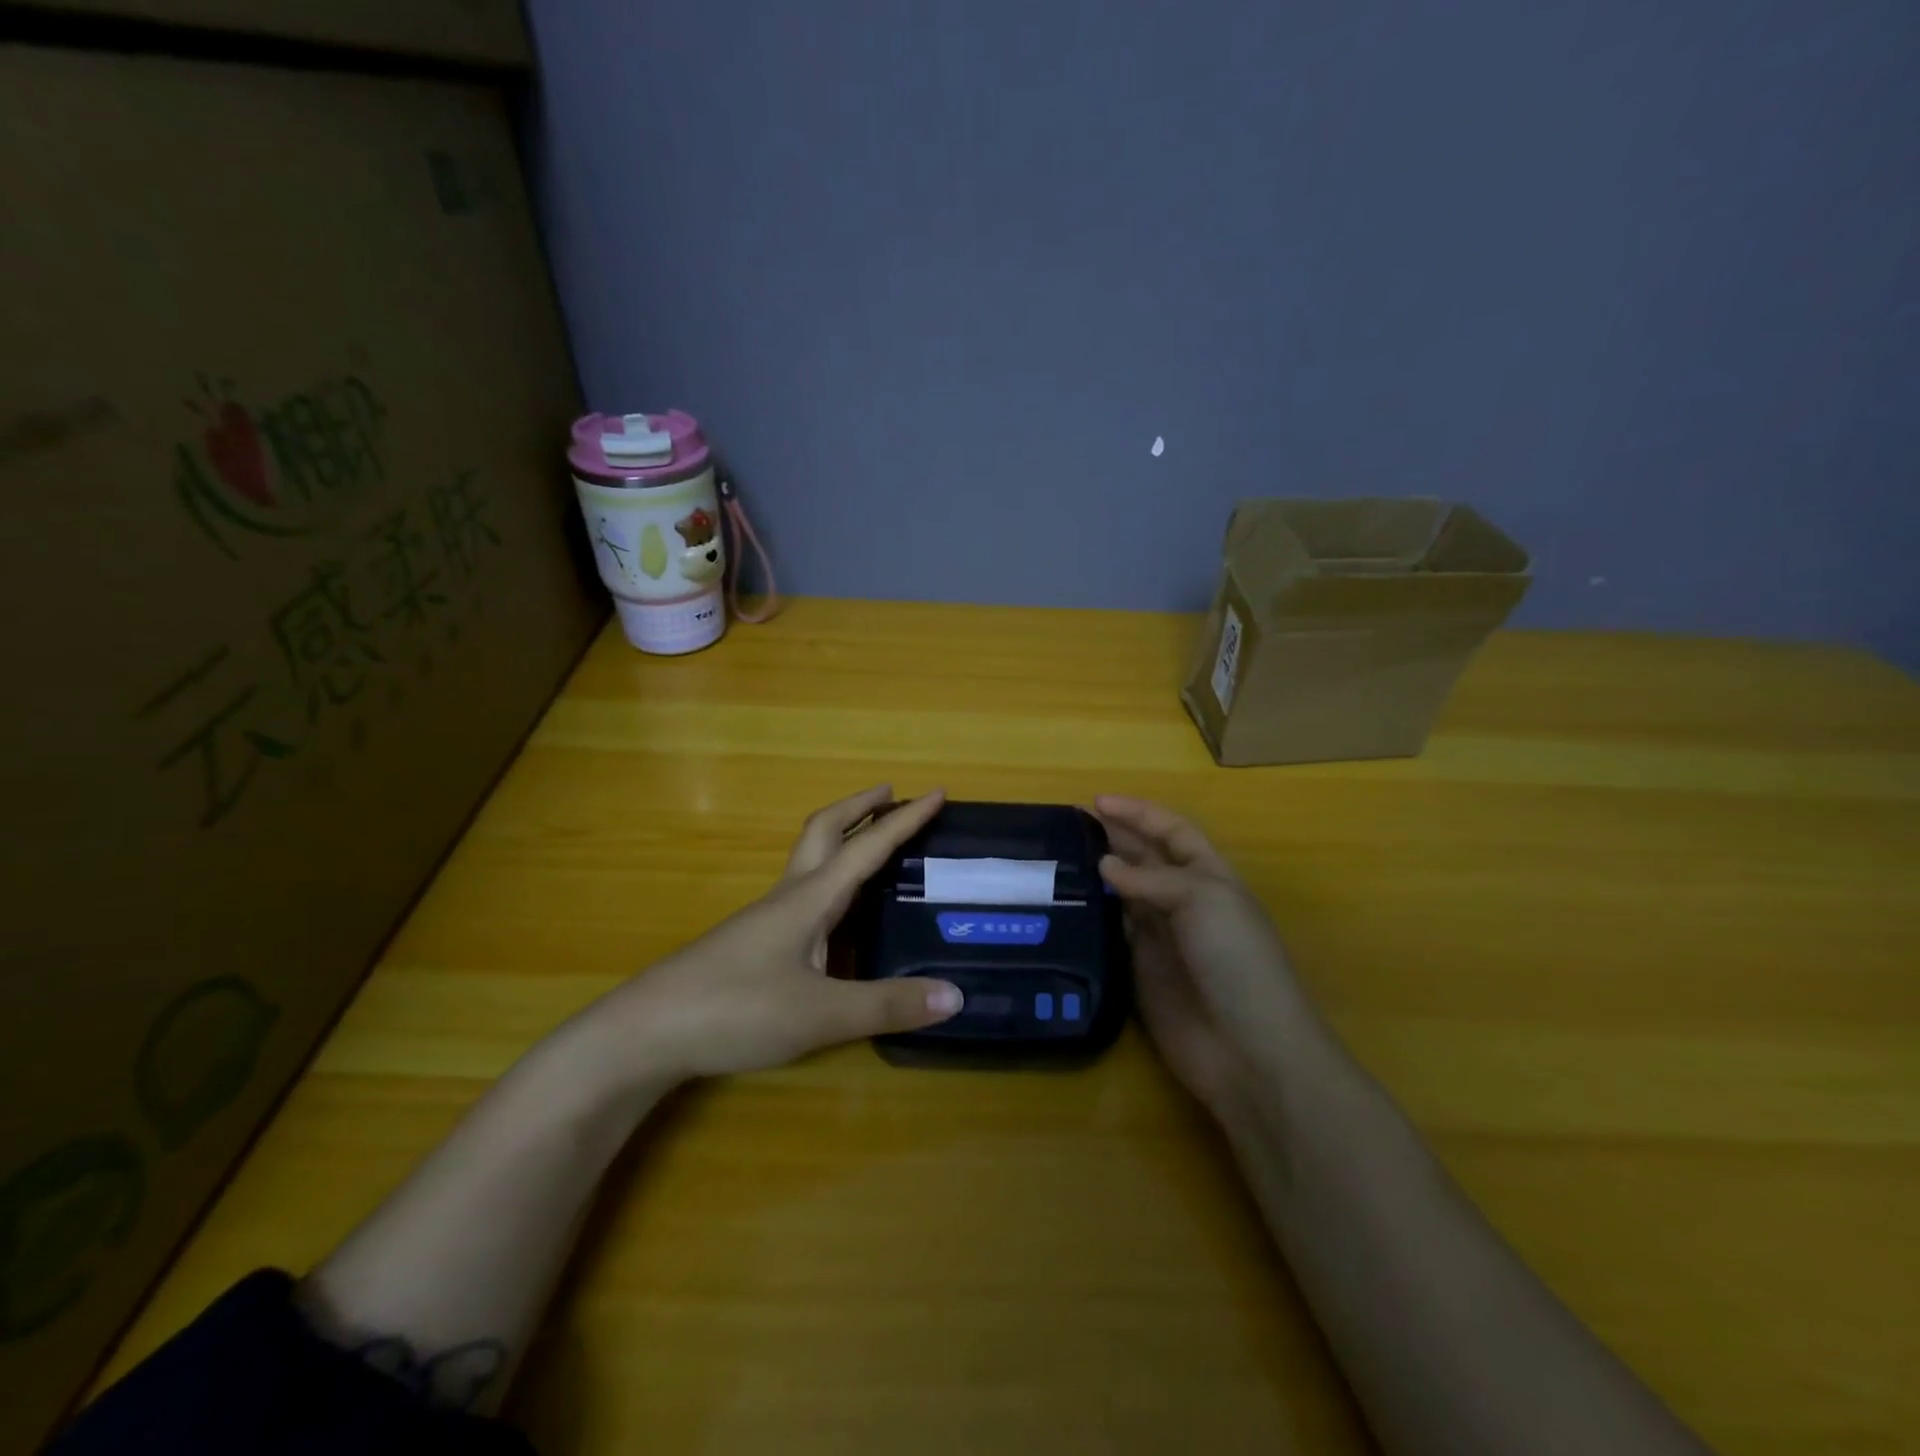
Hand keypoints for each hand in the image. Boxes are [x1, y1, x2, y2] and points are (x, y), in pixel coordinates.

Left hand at [597, 786, 962, 1081]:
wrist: (644, 1033)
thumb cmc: (735, 1009)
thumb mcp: (821, 1014)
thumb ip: (887, 1005)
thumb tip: (956, 995)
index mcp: (810, 898)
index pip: (868, 847)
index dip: (905, 819)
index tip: (937, 792)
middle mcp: (788, 896)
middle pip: (825, 831)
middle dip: (860, 808)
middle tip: (893, 794)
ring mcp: (764, 919)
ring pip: (809, 861)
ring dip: (843, 840)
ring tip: (873, 847)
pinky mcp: (751, 943)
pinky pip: (801, 893)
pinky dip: (829, 880)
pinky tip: (836, 913)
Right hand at [1094, 795, 1320, 1112]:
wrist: (1246, 1048)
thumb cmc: (1235, 960)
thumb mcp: (1203, 900)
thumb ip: (1151, 879)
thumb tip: (1104, 866)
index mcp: (1209, 876)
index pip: (1172, 831)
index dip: (1138, 813)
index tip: (1096, 802)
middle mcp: (1183, 901)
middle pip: (1144, 858)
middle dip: (1113, 837)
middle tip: (1067, 826)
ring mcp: (1160, 936)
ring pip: (1123, 893)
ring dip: (1096, 874)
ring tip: (1056, 857)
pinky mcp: (1138, 968)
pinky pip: (1111, 932)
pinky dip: (1091, 915)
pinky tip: (1063, 903)